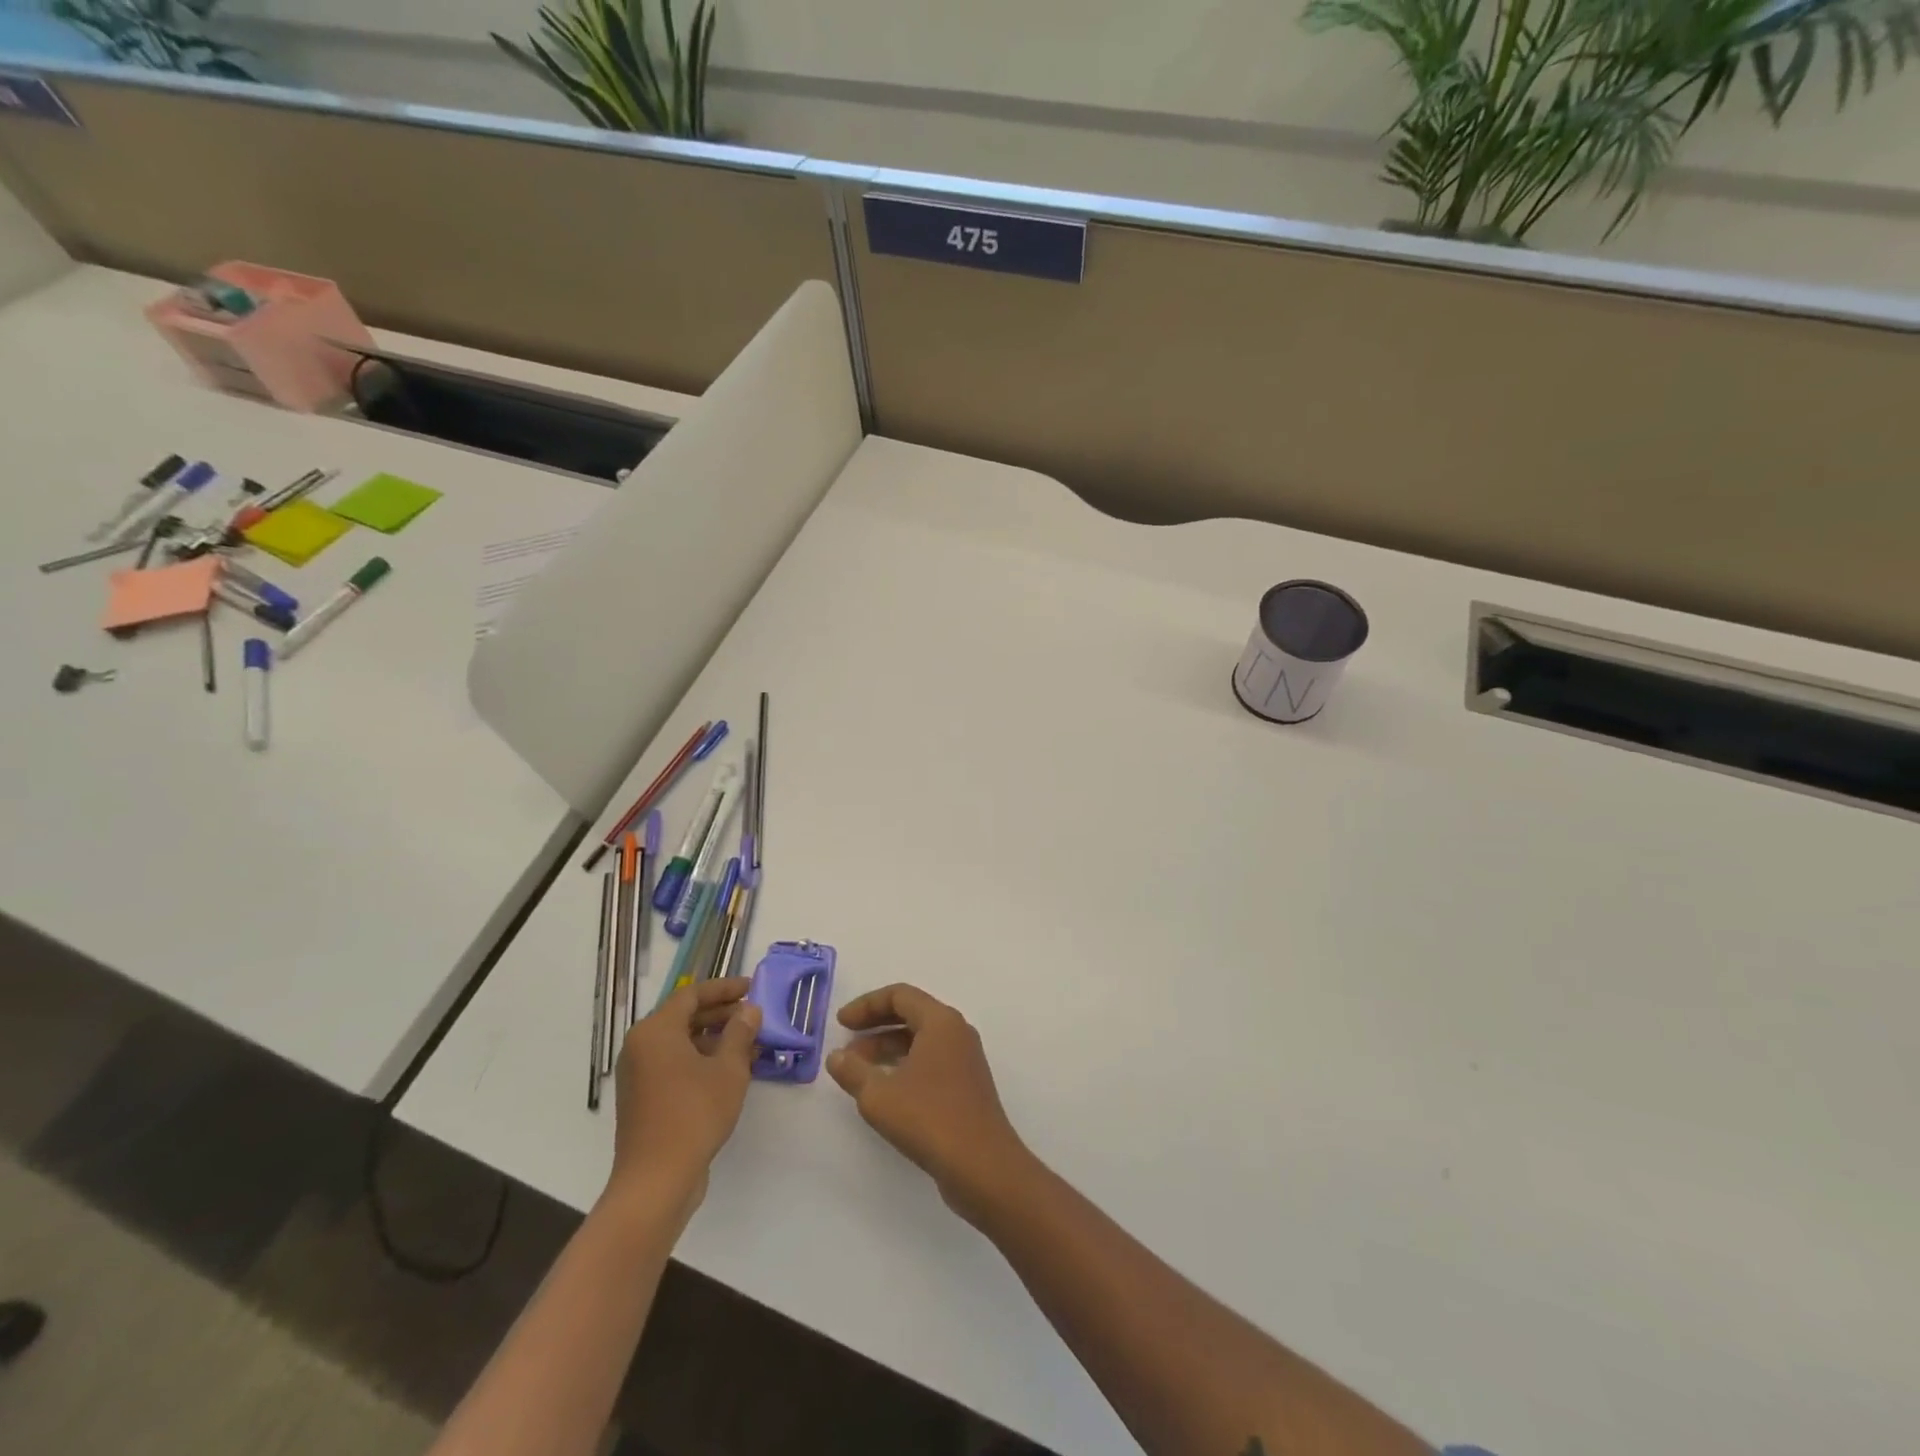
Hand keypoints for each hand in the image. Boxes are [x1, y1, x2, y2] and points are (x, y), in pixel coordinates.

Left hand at [609, 978, 761, 1214]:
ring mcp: (639, 1074)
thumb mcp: (728, 1069)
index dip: (724, 988)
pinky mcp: (644, 1098)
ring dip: (715, 1038)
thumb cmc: (694, 1114)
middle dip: (721, 1013)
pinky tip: (732, 1070)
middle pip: (684, 1016)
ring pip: (681, 1042)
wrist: (656, 1180)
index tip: (751, 987)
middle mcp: (641, 1046)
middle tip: (754, 1015)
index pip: (692, 994)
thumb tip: (749, 1010)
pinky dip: (702, 1060)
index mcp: (656, 1031)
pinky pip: (675, 1064)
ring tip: (750, 1043)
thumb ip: (740, 1033)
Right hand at [826, 984, 1031, 1224]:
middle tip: (846, 1043)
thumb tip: (836, 1056)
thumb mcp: (879, 1095)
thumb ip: (853, 1071)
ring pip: (920, 1040)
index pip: (900, 996)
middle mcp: (956, 1032)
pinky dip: (904, 1065)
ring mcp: (965, 1059)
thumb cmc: (929, 1119)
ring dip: (888, 1048)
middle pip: (911, 1014)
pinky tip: (884, 1089)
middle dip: (875, 1025)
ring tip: (857, 1070)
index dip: (866, 1005)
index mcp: (940, 1021)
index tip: (841, 1023)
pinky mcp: (966, 1085)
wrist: (983, 1166)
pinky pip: (930, 1061)